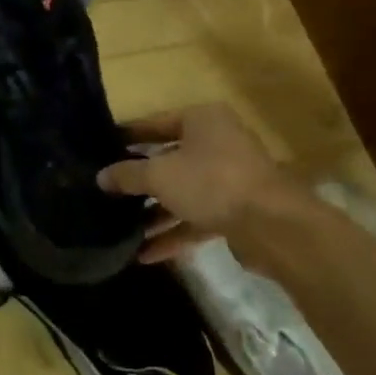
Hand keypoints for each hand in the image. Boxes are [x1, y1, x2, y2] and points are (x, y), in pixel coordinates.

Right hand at [97, 103, 313, 262]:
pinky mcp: (236, 211)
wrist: (274, 225)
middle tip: (108, 191)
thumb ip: (128, 175)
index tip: (101, 148)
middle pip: (169, 159)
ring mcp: (229, 178)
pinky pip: (197, 218)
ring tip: (121, 228)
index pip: (156, 123)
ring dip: (155, 212)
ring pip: (183, 192)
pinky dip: (174, 233)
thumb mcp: (160, 175)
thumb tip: (101, 177)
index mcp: (202, 120)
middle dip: (140, 180)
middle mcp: (218, 143)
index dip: (128, 136)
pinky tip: (145, 254)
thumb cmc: (211, 182)